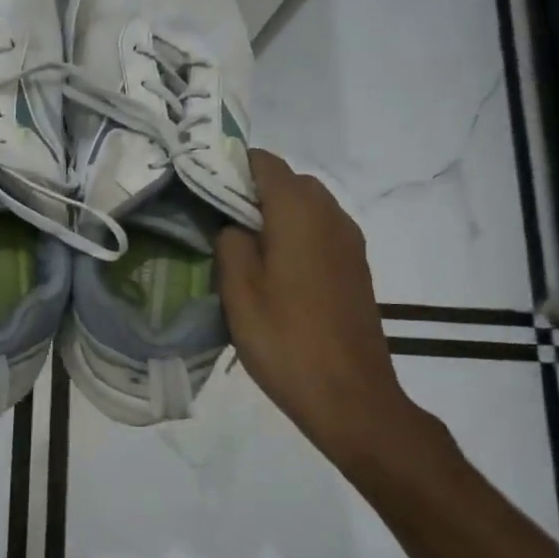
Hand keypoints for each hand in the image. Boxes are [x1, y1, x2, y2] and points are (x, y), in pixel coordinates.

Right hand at [215, 150, 423, 461]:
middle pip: (288, 181)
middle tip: (217, 222)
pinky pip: (320, 231)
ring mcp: (349, 241)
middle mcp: (331, 215)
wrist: (350, 395)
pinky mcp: (355, 266)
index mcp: (299, 213)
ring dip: (275, 214)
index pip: (265, 162)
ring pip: (307, 206)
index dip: (232, 166)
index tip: (202, 188)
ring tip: (242, 248)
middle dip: (252, 191)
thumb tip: (232, 225)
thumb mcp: (238, 291)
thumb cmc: (285, 340)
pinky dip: (295, 234)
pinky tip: (274, 270)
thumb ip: (229, 242)